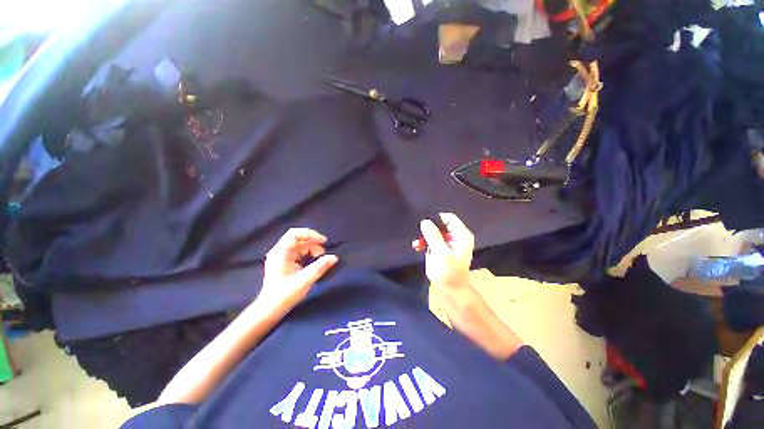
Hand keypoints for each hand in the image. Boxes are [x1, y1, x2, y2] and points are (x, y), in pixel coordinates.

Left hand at [261, 228, 337, 310]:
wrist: (270, 309)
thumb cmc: (285, 294)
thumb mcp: (305, 280)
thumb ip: (320, 267)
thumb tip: (334, 257)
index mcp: (280, 252)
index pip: (295, 234)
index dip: (310, 234)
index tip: (323, 241)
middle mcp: (279, 251)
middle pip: (298, 238)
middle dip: (313, 243)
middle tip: (323, 252)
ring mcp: (281, 256)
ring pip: (300, 245)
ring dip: (312, 248)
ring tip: (320, 257)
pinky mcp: (284, 262)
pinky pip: (298, 252)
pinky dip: (308, 253)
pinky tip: (314, 261)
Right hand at [418, 213, 474, 289]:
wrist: (450, 291)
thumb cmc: (448, 272)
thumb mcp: (441, 253)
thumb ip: (433, 236)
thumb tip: (425, 221)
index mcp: (461, 235)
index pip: (448, 218)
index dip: (436, 219)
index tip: (424, 224)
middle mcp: (456, 236)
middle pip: (440, 224)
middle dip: (428, 228)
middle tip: (418, 233)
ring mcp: (448, 242)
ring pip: (434, 231)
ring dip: (424, 236)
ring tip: (417, 243)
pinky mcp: (441, 248)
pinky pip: (431, 239)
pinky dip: (424, 242)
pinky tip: (417, 246)